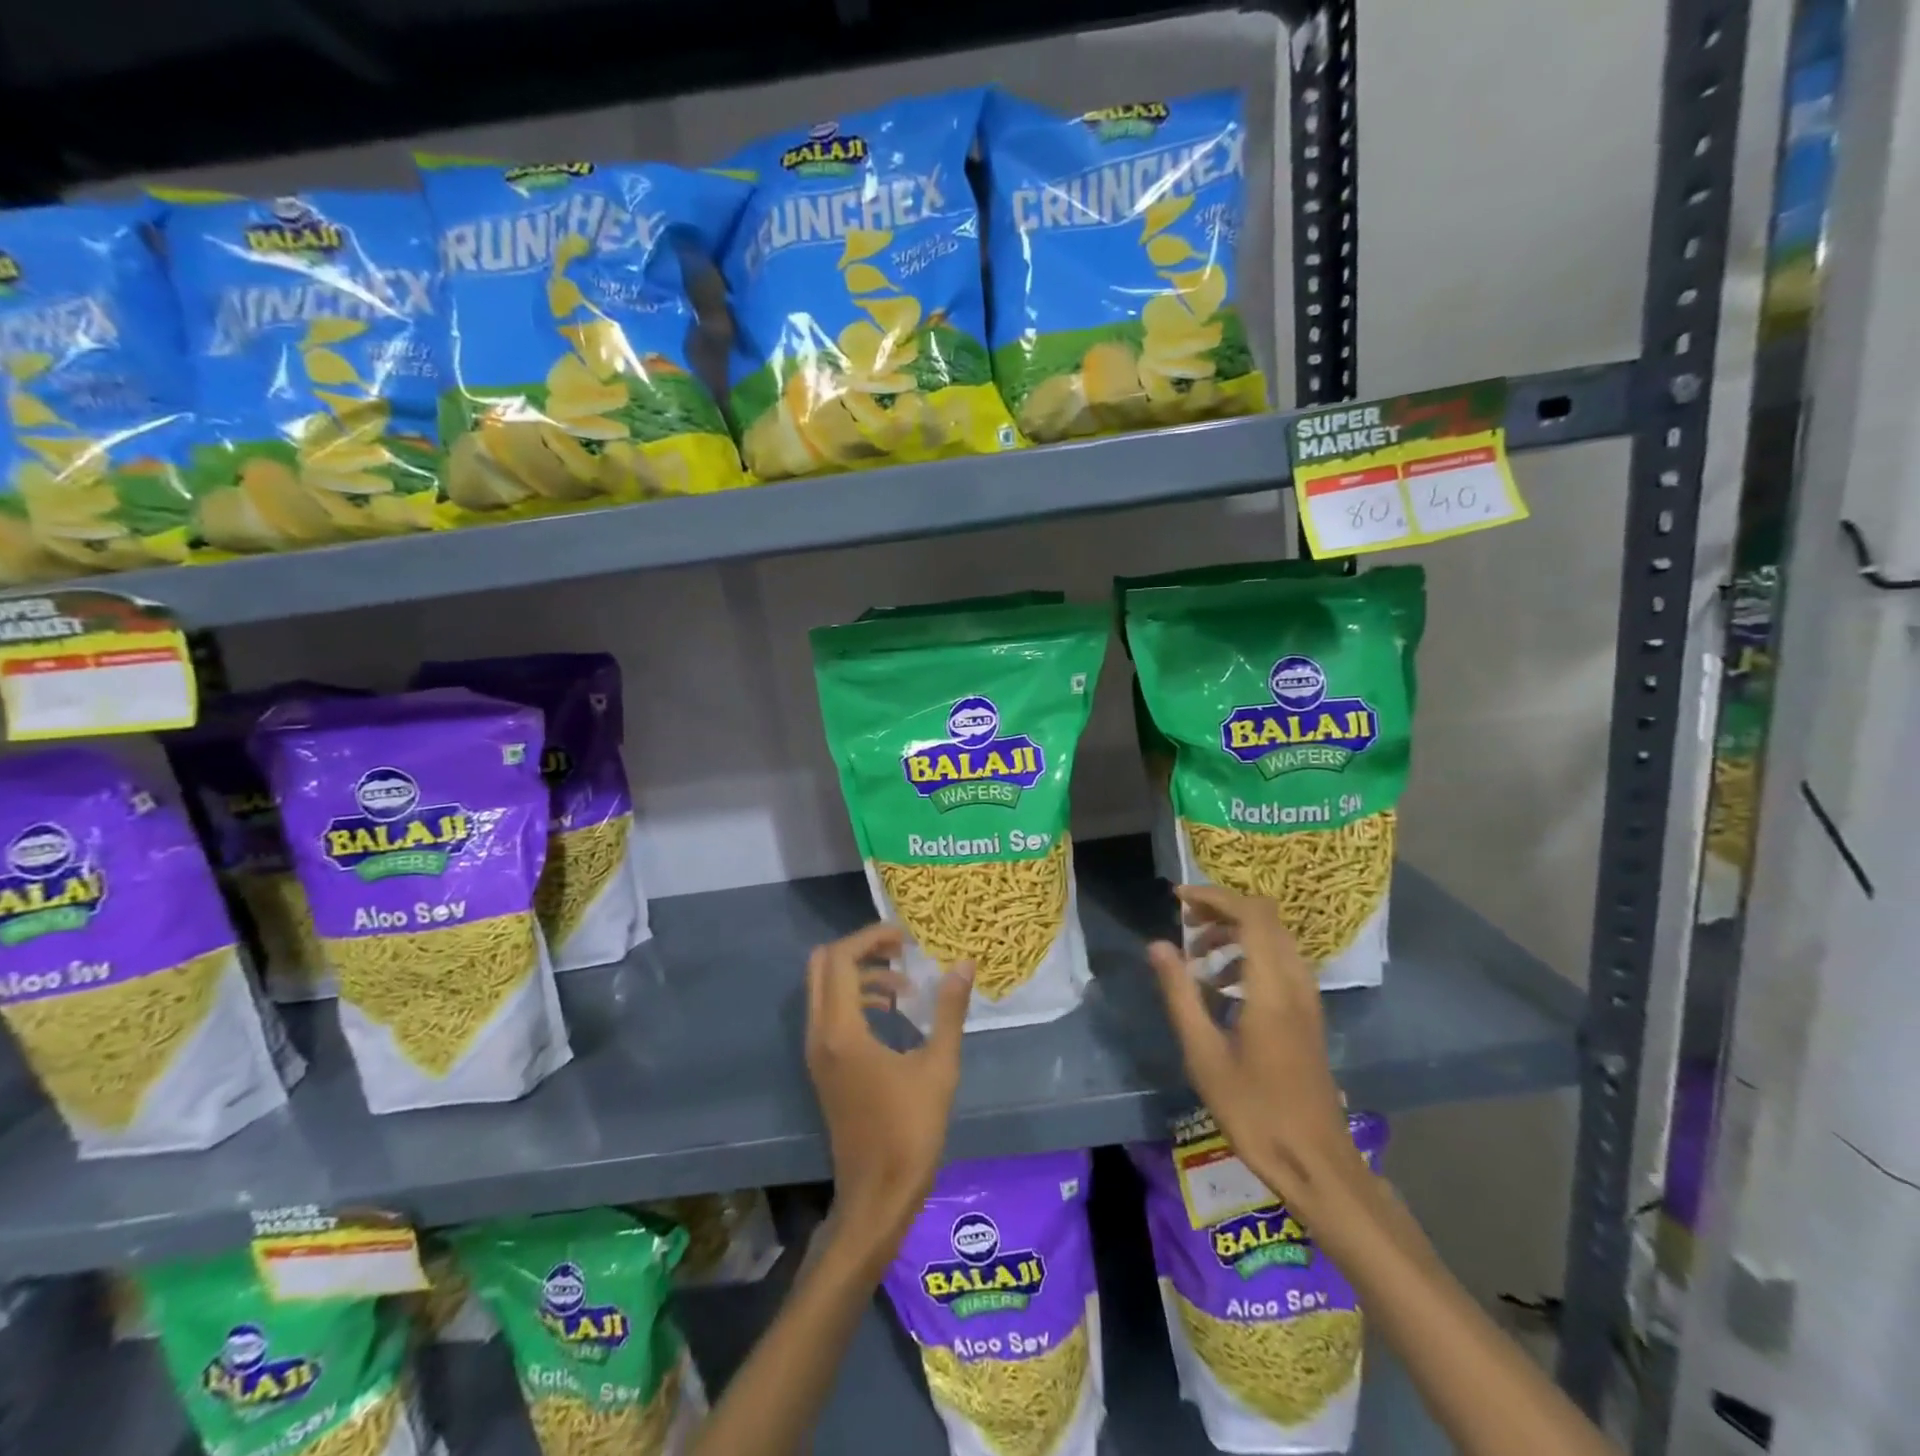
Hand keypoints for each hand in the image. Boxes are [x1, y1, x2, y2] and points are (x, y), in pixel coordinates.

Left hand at [805, 924, 973, 1260]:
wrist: (877, 1196)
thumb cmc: (910, 1131)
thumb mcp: (939, 1067)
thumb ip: (949, 1011)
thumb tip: (964, 964)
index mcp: (842, 1031)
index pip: (839, 959)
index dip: (870, 938)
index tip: (906, 938)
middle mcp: (819, 1035)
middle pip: (821, 966)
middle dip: (860, 950)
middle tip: (901, 951)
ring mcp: (817, 1053)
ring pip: (824, 989)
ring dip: (860, 975)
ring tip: (905, 986)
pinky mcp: (823, 1067)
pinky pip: (829, 1013)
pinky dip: (855, 998)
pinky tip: (892, 1013)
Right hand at [1147, 885, 1360, 1208]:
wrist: (1316, 1163)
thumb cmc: (1255, 1112)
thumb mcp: (1204, 1054)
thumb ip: (1180, 993)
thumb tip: (1157, 945)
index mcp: (1272, 987)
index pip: (1251, 914)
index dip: (1214, 897)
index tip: (1177, 901)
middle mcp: (1296, 983)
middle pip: (1265, 919)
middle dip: (1222, 911)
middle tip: (1184, 926)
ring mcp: (1308, 1000)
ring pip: (1274, 940)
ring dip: (1235, 934)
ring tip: (1197, 959)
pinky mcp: (1308, 1016)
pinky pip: (1280, 963)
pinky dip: (1249, 956)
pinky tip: (1222, 989)